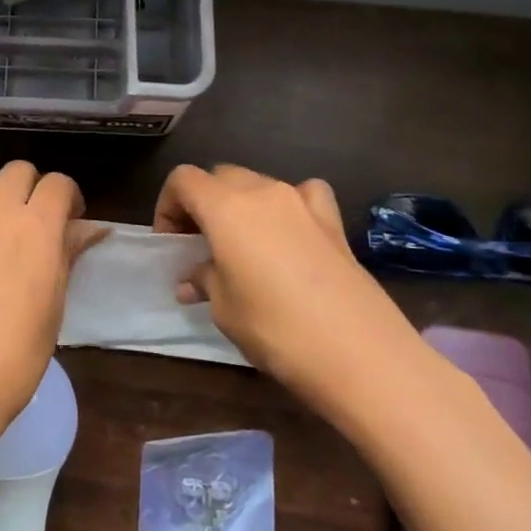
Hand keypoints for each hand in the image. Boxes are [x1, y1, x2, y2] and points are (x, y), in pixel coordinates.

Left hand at [0, 161, 103, 469]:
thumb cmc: (13, 358)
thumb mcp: (53, 308)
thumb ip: (66, 257)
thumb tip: (86, 230)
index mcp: (34, 227)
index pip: (57, 183)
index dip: (70, 197)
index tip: (74, 222)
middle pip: (17, 171)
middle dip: (35, 188)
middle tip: (44, 225)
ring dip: (3, 200)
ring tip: (11, 241)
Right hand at [155, 164, 428, 422]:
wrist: (361, 354)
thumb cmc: (276, 329)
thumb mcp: (225, 309)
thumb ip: (205, 280)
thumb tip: (192, 279)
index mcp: (225, 207)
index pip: (183, 180)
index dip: (168, 205)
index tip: (171, 242)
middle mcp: (263, 192)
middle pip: (220, 176)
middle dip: (203, 202)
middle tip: (199, 243)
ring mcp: (302, 202)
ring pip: (259, 183)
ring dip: (241, 204)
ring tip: (242, 244)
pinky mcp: (334, 222)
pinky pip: (303, 195)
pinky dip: (289, 205)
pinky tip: (291, 231)